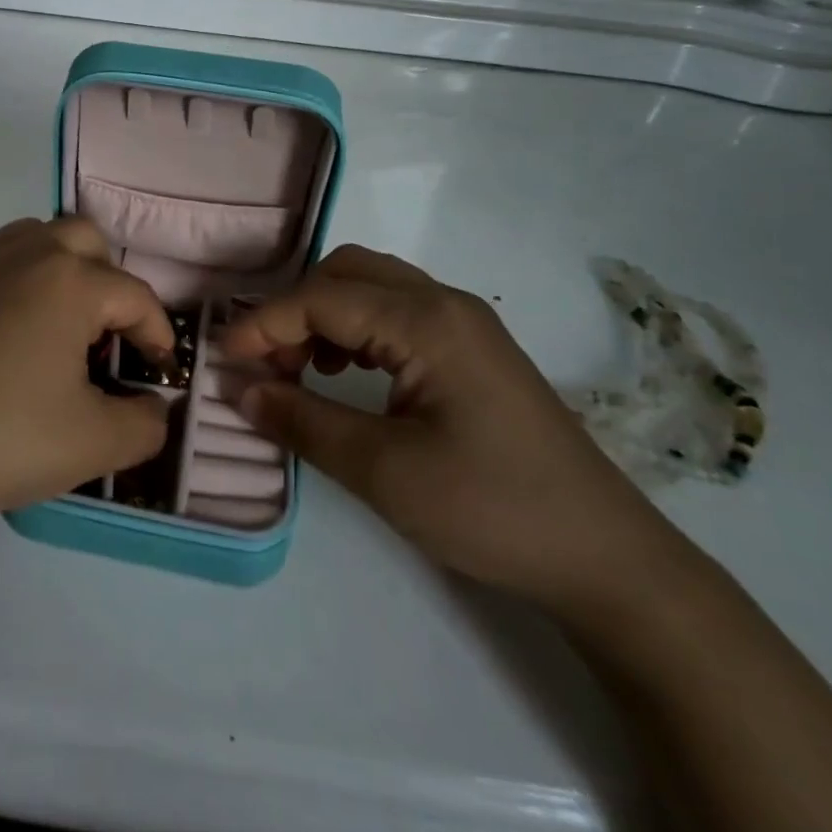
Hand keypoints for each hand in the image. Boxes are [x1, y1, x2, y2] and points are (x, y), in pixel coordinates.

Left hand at [0, 218, 174, 528]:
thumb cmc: (2, 439)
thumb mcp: (95, 444)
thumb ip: (146, 423)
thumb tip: (155, 405)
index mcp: (72, 282)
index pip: (135, 296)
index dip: (156, 333)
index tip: (158, 370)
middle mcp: (27, 251)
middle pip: (88, 241)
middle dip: (109, 283)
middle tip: (105, 338)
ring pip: (35, 235)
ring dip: (58, 267)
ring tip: (55, 320)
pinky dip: (2, 267)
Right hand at [224, 246, 689, 616]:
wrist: (608, 558)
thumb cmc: (493, 510)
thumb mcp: (385, 472)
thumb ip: (304, 423)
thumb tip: (240, 391)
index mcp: (426, 321)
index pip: (321, 298)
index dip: (264, 325)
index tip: (224, 360)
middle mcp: (445, 303)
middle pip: (346, 273)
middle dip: (294, 310)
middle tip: (268, 365)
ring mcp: (464, 323)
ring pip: (371, 287)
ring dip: (324, 317)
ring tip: (302, 371)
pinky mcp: (472, 349)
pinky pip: (395, 312)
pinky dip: (355, 331)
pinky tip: (347, 376)